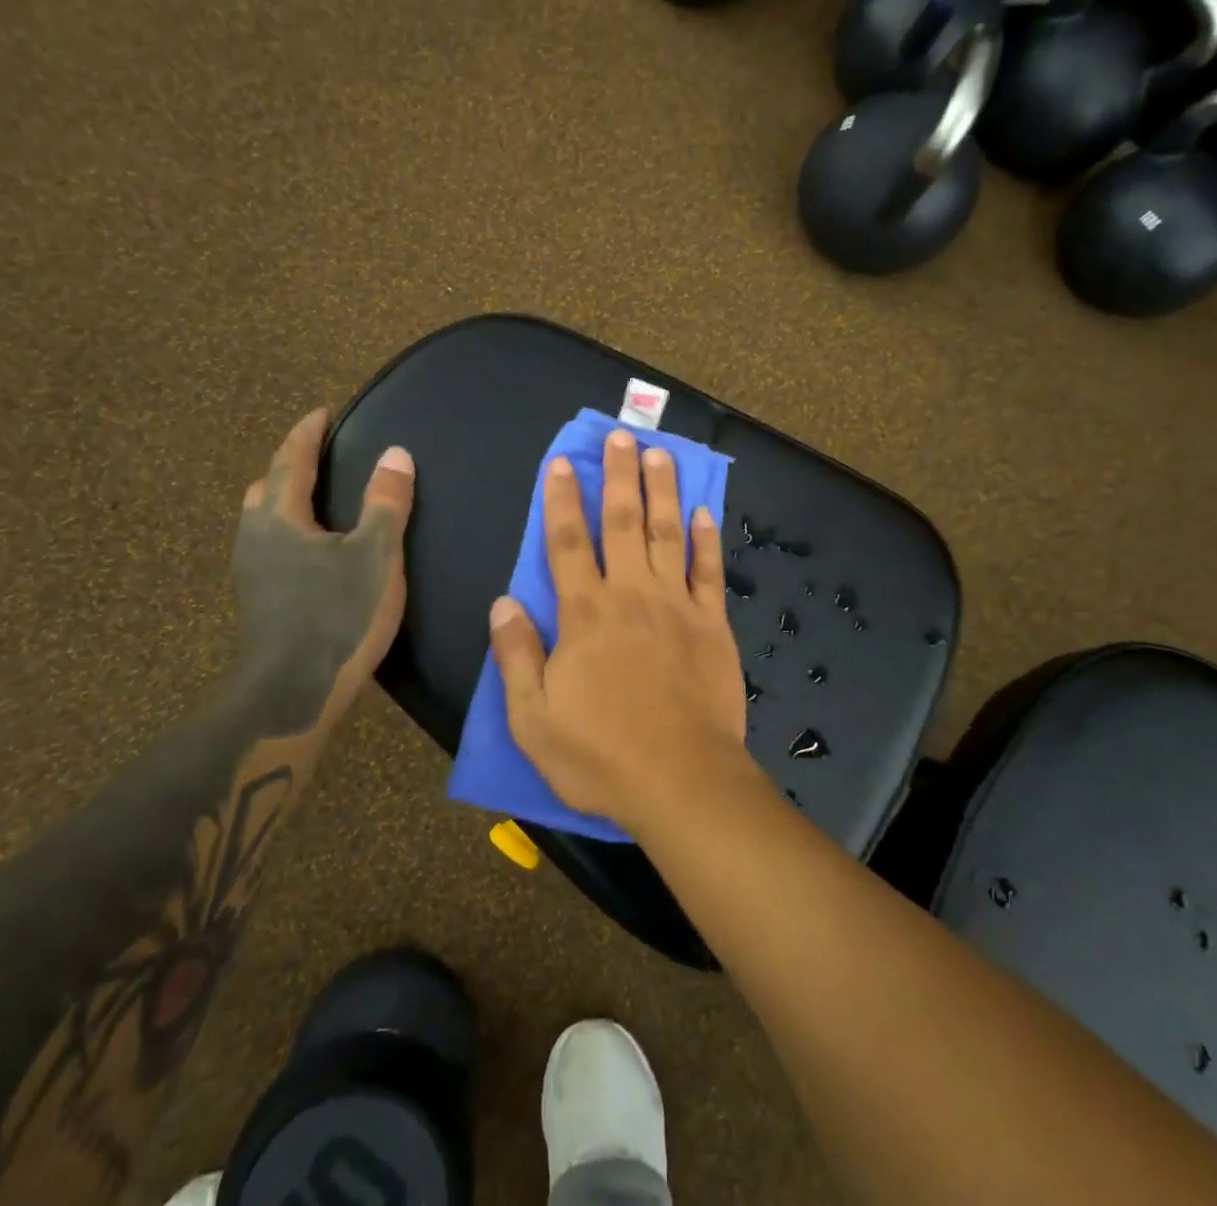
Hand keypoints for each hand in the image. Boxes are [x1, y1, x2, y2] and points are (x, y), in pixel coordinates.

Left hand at [232, 409, 414, 733]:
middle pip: (267, 487)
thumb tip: (395, 454)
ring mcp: (252, 572)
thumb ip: (386, 503)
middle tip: (320, 456)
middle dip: (290, 465)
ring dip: (286, 500)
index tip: (322, 413)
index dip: (307, 433)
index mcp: (281, 518)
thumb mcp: (375, 556)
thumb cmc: (338, 616)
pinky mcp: (258, 600)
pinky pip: (269, 546)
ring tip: (319, 499)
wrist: (293, 692)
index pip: (292, 460)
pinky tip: (313, 550)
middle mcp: (256, 537)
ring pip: (263, 520)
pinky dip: (288, 530)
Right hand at [488, 427, 751, 833]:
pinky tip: (704, 513)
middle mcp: (631, 596)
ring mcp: (677, 606)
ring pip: (667, 534)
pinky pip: (709, 571)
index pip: (567, 543)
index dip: (561, 500)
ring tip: (660, 453)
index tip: (561, 464)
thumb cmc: (600, 756)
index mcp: (585, 615)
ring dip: (662, 490)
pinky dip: (706, 540)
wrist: (682, 781)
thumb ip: (517, 656)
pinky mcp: (713, 624)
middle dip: (619, 476)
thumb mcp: (534, 719)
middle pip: (622, 523)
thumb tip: (503, 603)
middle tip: (621, 436)